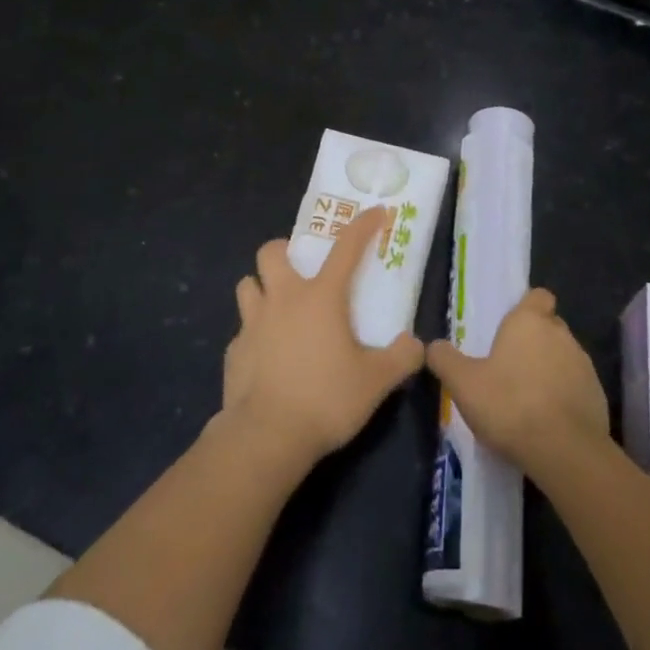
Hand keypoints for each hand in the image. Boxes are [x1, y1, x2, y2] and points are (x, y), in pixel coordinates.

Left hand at [220, 206, 424, 464]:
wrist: (266, 437)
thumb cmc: (326, 399)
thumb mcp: (376, 382)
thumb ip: (401, 358)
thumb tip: (415, 345)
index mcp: (320, 297)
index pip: (346, 247)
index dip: (363, 226)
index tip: (376, 212)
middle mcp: (283, 299)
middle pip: (271, 252)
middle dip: (284, 251)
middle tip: (300, 270)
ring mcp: (252, 324)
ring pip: (247, 285)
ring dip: (262, 288)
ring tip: (278, 309)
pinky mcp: (233, 352)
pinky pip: (242, 330)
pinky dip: (254, 335)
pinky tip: (267, 357)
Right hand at [426, 287, 608, 477]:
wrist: (564, 451)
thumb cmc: (509, 404)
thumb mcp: (463, 383)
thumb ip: (445, 360)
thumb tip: (433, 346)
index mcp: (529, 321)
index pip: (538, 296)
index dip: (527, 307)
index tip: (511, 328)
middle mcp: (561, 334)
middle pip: (550, 326)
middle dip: (534, 341)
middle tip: (510, 367)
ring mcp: (584, 365)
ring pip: (564, 357)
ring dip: (550, 370)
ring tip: (527, 398)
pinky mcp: (598, 396)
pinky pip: (577, 387)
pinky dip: (564, 397)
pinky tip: (547, 421)